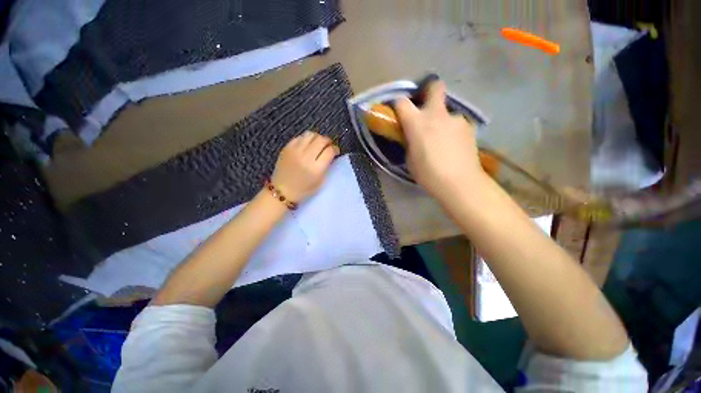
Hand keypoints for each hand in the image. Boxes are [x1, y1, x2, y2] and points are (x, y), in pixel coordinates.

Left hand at [271, 131, 339, 202]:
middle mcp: (305, 157)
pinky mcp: (286, 148)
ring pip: (310, 135)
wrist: (281, 191)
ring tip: (318, 144)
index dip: (335, 149)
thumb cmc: (303, 190)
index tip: (336, 151)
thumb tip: (331, 155)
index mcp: (315, 169)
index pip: (329, 151)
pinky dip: (306, 139)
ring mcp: (295, 151)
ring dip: (317, 138)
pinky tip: (307, 145)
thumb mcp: (320, 182)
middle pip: (321, 140)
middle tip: (328, 146)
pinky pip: (300, 137)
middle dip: (328, 141)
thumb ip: (327, 167)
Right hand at [395, 81, 484, 196]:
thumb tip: (412, 135)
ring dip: (442, 120)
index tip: (399, 112)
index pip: (402, 102)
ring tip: (443, 139)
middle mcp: (436, 114)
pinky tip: (454, 145)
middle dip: (429, 91)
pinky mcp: (469, 126)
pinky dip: (453, 130)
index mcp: (417, 122)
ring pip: (447, 111)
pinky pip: (456, 123)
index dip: (399, 105)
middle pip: (435, 87)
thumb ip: (409, 141)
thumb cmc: (427, 173)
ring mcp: (455, 118)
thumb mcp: (410, 158)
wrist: (458, 182)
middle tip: (427, 106)